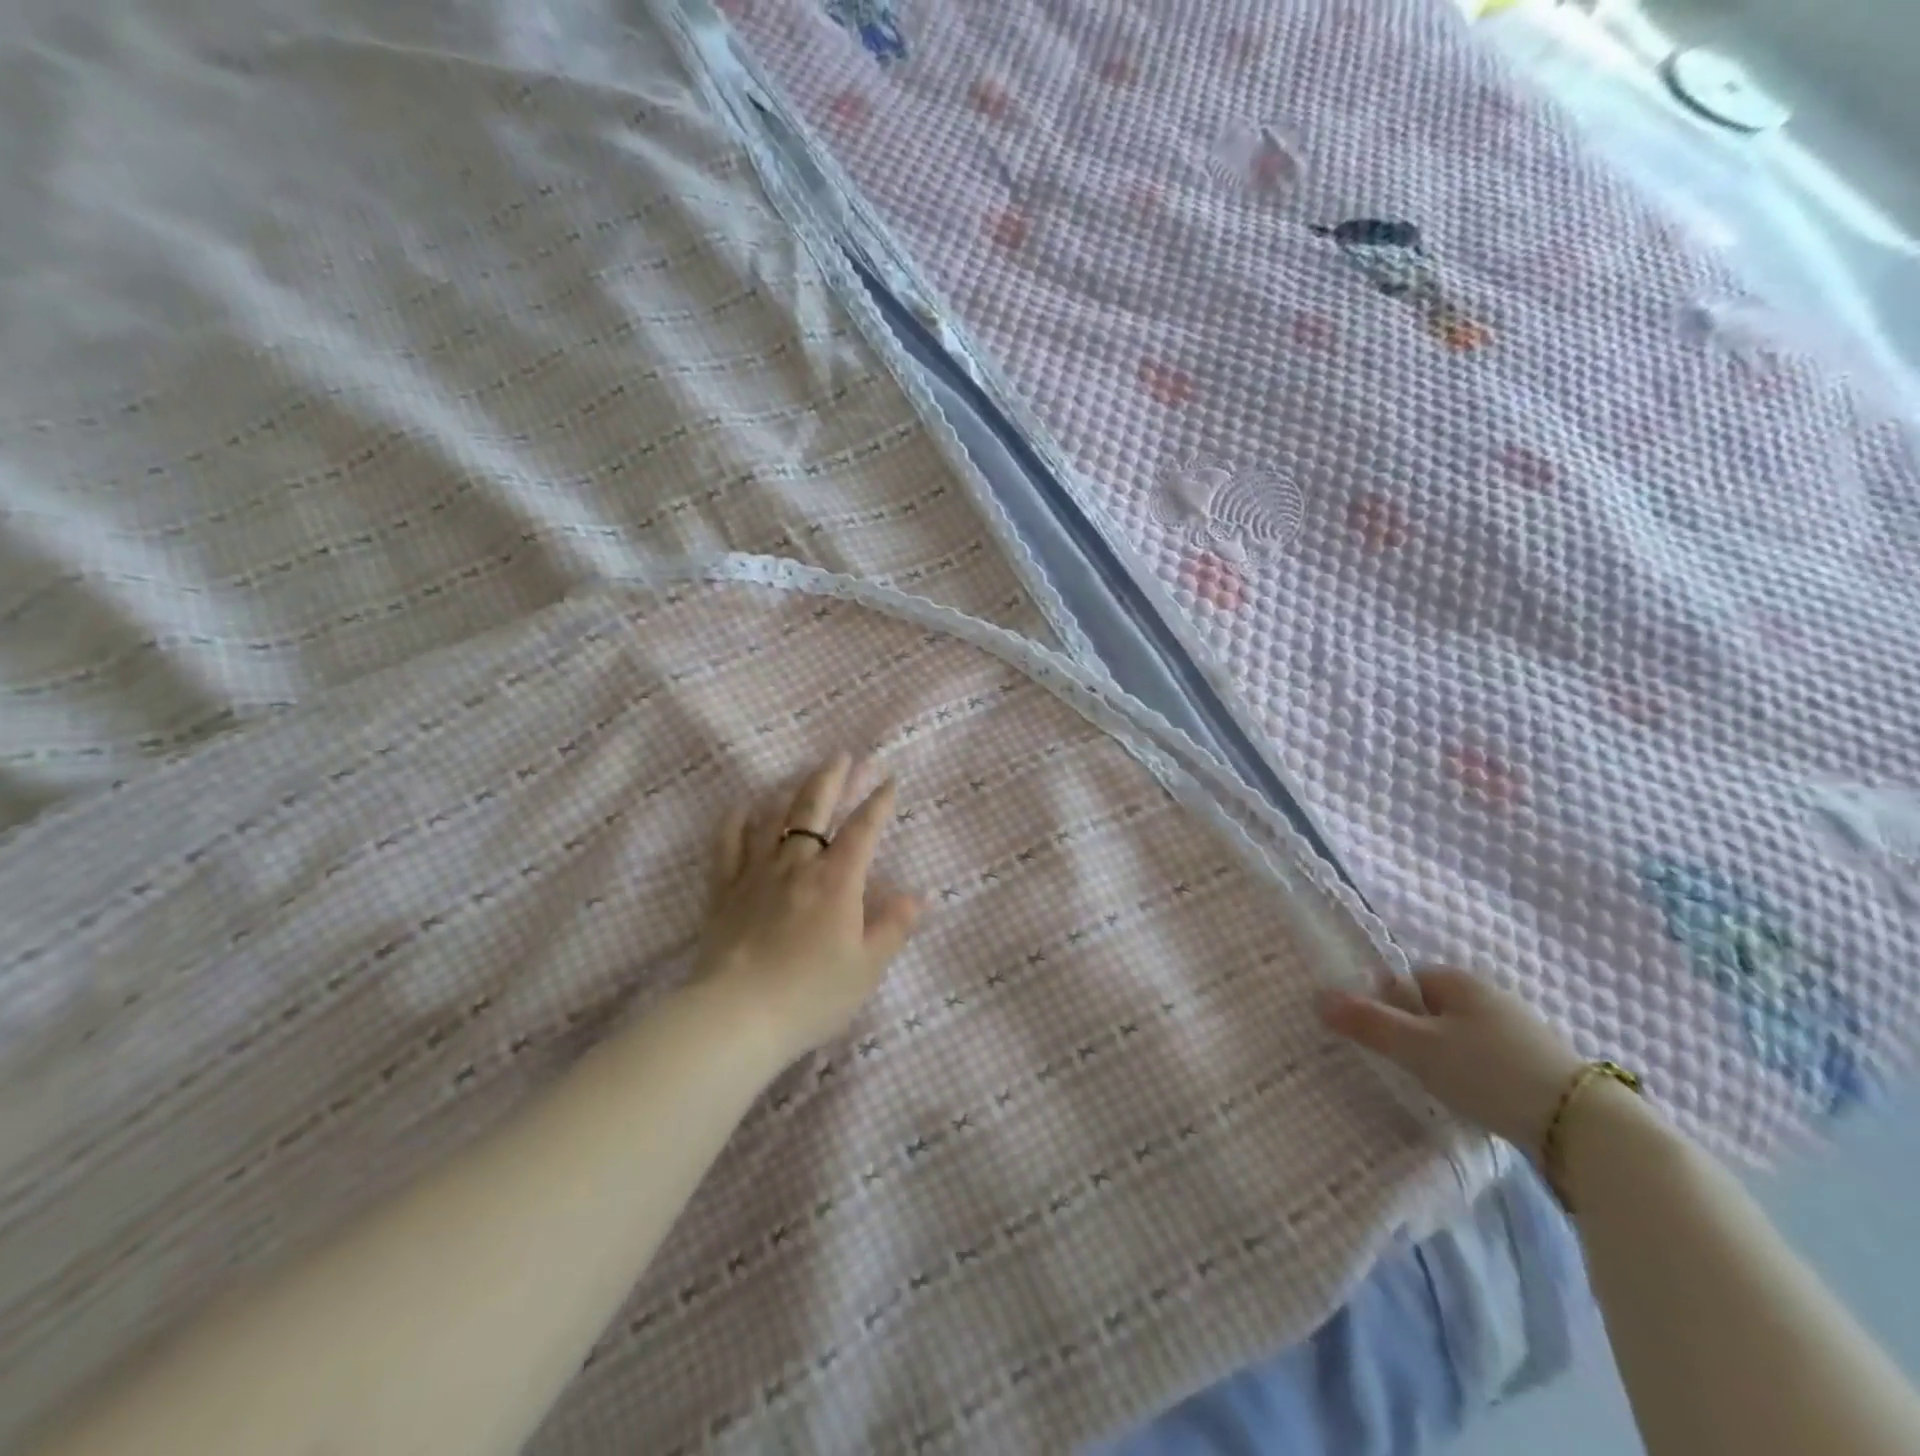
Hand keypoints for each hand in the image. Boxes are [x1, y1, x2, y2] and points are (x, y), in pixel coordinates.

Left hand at [694, 753, 921, 1063]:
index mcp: (837, 881)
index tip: (889, 781)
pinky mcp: (724, 890)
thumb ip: (893, 927)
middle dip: (833, 779)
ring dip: (791, 792)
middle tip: (843, 756)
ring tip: (803, 776)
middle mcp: (797, 864)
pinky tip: (743, 805)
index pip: (863, 830)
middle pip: (814, 808)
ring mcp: (756, 873)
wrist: (737, 1016)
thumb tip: (919, 896)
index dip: (878, 803)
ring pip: (774, 818)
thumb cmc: (811, 995)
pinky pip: (727, 844)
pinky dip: (736, 820)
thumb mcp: (866, 968)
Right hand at [1318, 967, 1585, 1152]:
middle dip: (1416, 1034)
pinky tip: (1480, 1101)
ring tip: (1444, 1089)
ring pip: (1462, 1036)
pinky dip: (1477, 1076)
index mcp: (1459, 980)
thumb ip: (1367, 1023)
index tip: (1384, 1041)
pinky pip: (1490, 1060)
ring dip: (1446, 1057)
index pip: (1405, 981)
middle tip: (1410, 1067)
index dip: (1386, 1007)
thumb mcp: (1418, 1048)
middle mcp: (1491, 995)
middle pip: (1432, 1008)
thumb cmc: (1490, 1073)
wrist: (1588, 1129)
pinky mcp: (1543, 1065)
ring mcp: (1522, 1030)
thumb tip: (1318, 997)